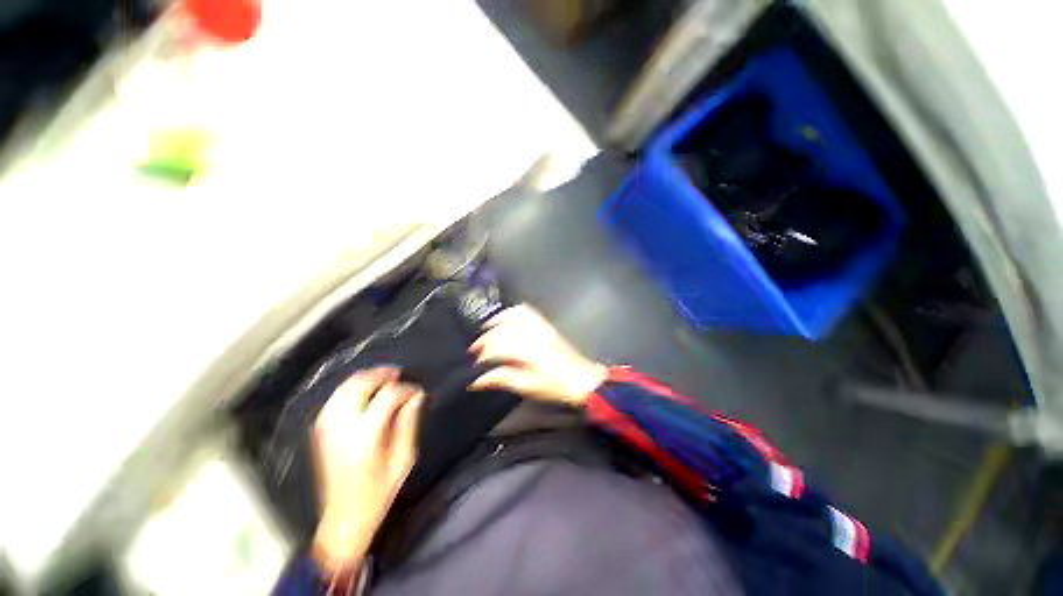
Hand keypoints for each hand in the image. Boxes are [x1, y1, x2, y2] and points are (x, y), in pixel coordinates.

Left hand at [311, 367, 423, 575]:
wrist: (344, 518)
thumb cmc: (378, 492)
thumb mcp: (403, 459)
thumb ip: (408, 423)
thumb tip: (416, 397)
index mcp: (365, 437)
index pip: (387, 397)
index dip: (405, 389)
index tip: (417, 391)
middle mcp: (342, 429)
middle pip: (360, 386)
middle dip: (381, 375)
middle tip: (398, 373)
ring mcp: (327, 430)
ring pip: (343, 389)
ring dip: (364, 378)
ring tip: (383, 377)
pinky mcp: (320, 433)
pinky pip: (333, 400)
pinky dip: (349, 389)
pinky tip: (362, 390)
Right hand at [468, 305, 607, 406]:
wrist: (581, 379)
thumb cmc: (557, 386)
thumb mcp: (527, 387)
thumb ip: (501, 379)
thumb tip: (478, 380)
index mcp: (527, 350)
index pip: (496, 346)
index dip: (482, 356)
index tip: (475, 365)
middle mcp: (532, 334)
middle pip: (501, 330)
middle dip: (485, 340)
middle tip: (476, 352)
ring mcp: (539, 327)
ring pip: (511, 316)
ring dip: (495, 322)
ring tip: (486, 331)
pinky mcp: (545, 325)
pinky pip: (526, 311)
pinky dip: (512, 312)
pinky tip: (506, 317)